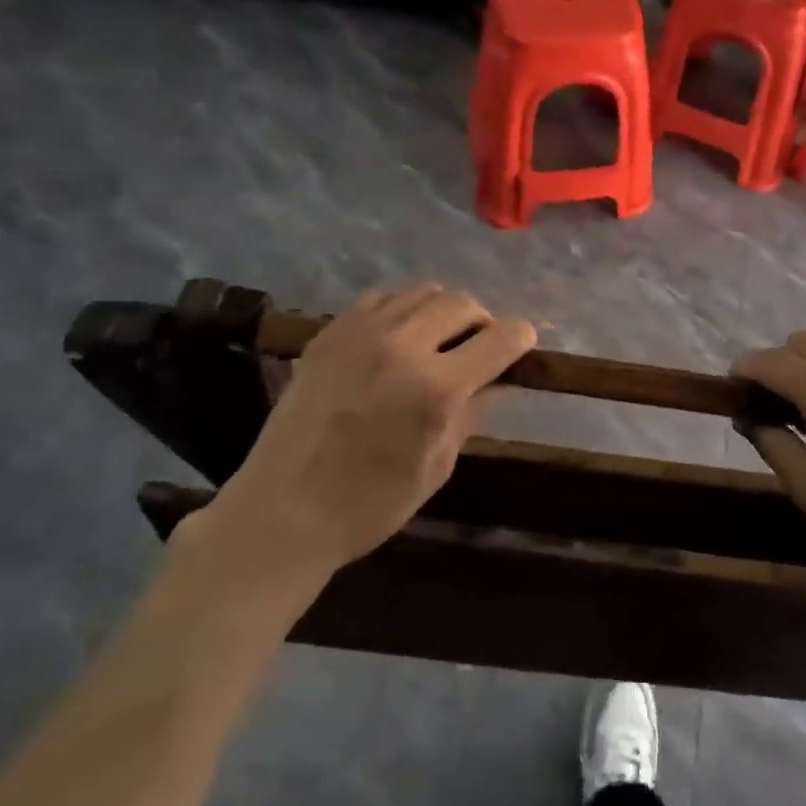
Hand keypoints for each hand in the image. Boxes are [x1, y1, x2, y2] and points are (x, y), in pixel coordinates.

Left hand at [185, 284, 536, 610]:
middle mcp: (402, 346)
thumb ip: (470, 412)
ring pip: (423, 292)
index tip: (524, 340)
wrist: (281, 513)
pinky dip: (403, 308)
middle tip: (481, 344)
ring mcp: (361, 333)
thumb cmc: (370, 505)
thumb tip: (493, 378)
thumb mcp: (438, 465)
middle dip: (482, 321)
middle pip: (461, 304)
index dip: (519, 337)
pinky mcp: (330, 332)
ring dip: (444, 310)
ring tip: (441, 336)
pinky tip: (400, 334)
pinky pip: (382, 298)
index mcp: (436, 388)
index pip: (498, 340)